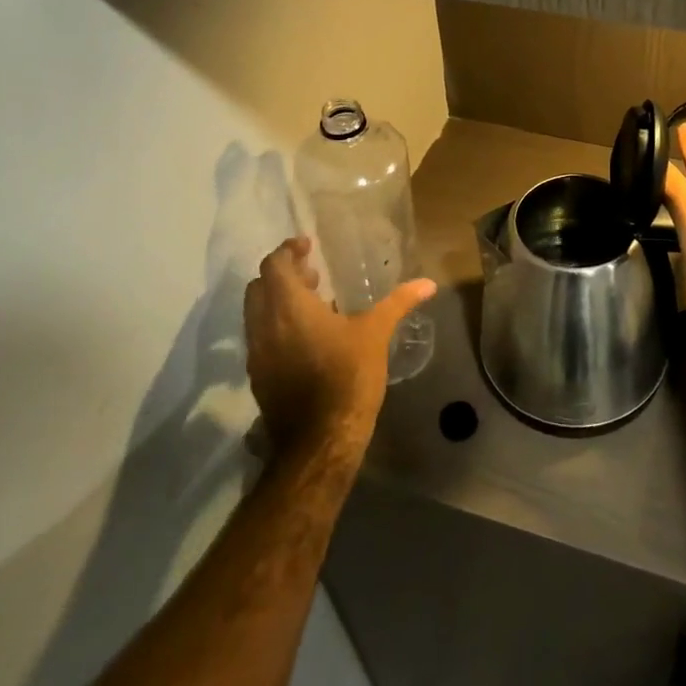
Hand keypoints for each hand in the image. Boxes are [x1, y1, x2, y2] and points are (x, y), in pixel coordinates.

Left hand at [243, 237, 436, 460]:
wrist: (320, 440)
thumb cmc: (348, 377)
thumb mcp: (375, 334)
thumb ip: (398, 302)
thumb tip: (428, 284)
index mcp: (289, 307)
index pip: (274, 264)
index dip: (288, 250)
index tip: (307, 245)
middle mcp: (264, 325)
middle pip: (259, 286)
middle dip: (282, 274)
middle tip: (312, 273)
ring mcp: (257, 353)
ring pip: (256, 313)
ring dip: (277, 300)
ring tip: (313, 302)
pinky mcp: (258, 376)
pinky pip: (260, 338)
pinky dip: (276, 326)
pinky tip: (306, 338)